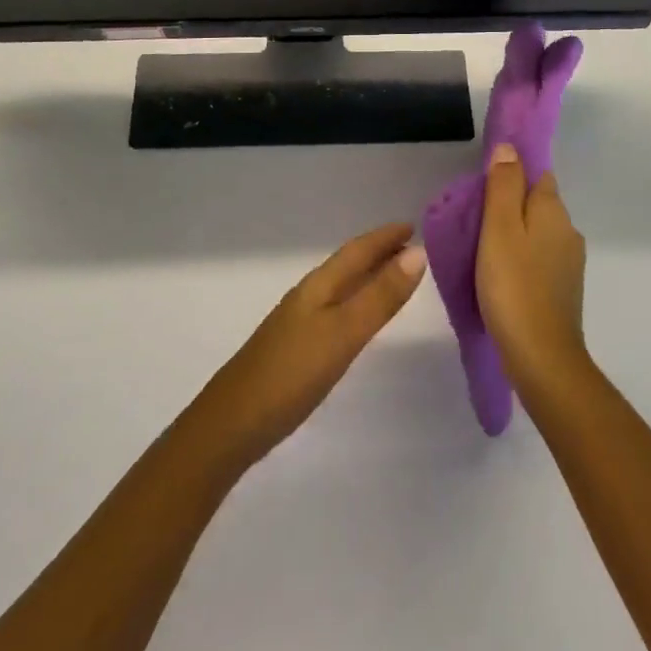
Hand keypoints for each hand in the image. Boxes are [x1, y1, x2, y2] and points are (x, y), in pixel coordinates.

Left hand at [192, 223, 426, 471]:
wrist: (232, 425)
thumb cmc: (291, 373)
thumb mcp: (343, 334)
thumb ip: (380, 297)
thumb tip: (418, 254)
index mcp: (319, 286)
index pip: (357, 250)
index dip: (384, 237)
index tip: (414, 225)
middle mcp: (309, 296)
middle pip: (349, 264)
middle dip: (378, 253)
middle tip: (412, 247)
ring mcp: (299, 322)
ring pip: (341, 287)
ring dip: (368, 276)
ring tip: (394, 276)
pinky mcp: (295, 348)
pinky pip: (335, 309)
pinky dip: (355, 302)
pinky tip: (358, 319)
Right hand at [477, 143, 588, 394]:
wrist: (542, 359)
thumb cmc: (514, 286)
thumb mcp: (500, 228)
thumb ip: (504, 185)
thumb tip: (509, 148)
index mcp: (554, 211)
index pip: (537, 173)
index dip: (513, 172)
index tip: (484, 182)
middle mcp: (568, 231)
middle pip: (538, 202)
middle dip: (512, 202)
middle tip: (475, 216)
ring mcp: (569, 263)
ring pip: (538, 232)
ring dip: (516, 232)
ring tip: (482, 246)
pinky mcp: (563, 290)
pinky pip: (539, 258)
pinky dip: (521, 257)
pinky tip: (500, 272)